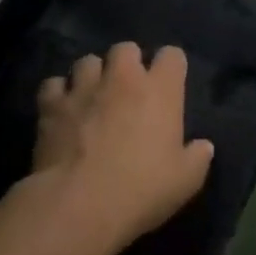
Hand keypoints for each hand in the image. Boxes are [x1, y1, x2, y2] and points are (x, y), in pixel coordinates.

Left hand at [32, 42, 213, 254]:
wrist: (78, 206)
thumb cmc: (140, 190)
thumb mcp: (185, 181)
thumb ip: (198, 158)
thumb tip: (204, 146)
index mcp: (161, 89)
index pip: (172, 55)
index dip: (171, 67)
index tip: (169, 84)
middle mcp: (123, 78)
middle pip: (126, 48)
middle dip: (127, 63)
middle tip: (127, 88)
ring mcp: (84, 88)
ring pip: (87, 61)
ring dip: (91, 75)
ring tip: (91, 96)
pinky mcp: (51, 105)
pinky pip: (53, 85)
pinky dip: (57, 95)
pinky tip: (60, 111)